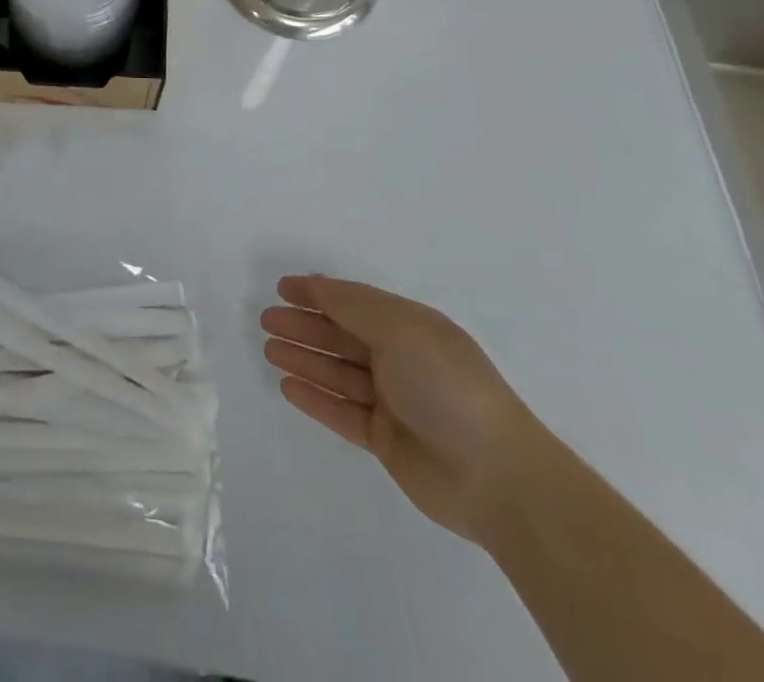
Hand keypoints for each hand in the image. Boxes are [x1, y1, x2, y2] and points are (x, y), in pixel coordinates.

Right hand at [261, 274, 560, 544]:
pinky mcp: (387, 440)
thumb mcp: (399, 329)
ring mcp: (394, 401)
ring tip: (268, 349)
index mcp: (411, 328)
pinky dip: (315, 398)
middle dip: (305, 325)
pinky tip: (287, 386)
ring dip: (304, 359)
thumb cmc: (447, 386)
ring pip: (338, 372)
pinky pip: (341, 411)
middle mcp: (402, 360)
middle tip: (266, 320)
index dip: (318, 292)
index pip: (355, 302)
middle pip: (343, 336)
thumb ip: (352, 305)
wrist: (498, 478)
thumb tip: (316, 286)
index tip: (281, 287)